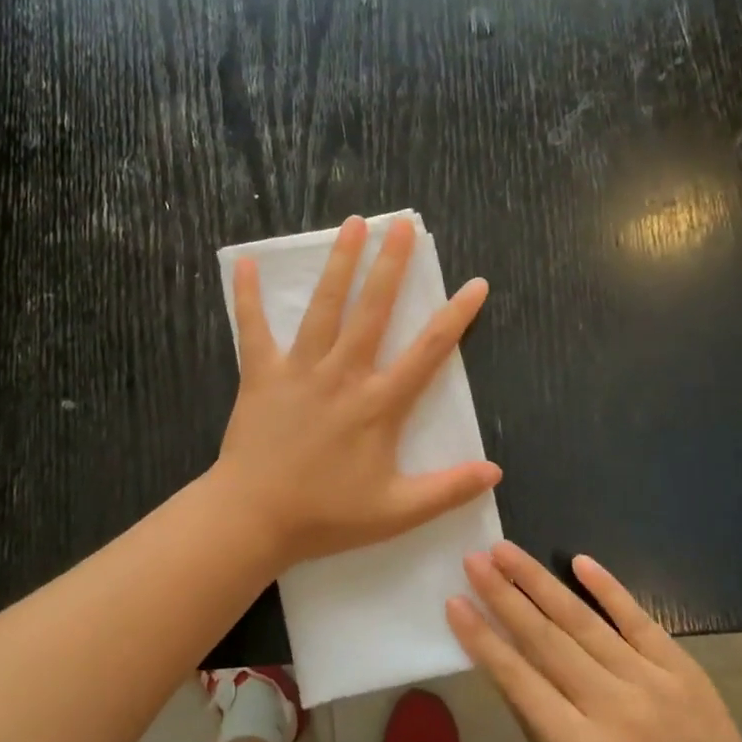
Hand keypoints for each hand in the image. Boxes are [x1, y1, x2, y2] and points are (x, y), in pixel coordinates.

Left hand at [215, 216, 501, 569]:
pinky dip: (247, 297)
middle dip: (391, 264)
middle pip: (373, 309)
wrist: (253, 518)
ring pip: (324, 307)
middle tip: (402, 225)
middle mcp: (342, 374)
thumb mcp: (396, 512)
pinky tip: (245, 264)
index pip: (429, 350)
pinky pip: (252, 328)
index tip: (477, 283)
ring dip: (339, 263)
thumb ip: (448, 489)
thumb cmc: (326, 515)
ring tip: (352, 224)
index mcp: (378, 403)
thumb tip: (496, 471)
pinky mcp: (261, 374)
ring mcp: (299, 369)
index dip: (456, 315)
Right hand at [447, 543, 741, 741]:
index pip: (518, 681)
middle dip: (503, 596)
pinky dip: (607, 588)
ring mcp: (650, 682)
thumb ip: (544, 729)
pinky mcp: (682, 668)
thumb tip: (512, 670)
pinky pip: (638, 619)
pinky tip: (579, 560)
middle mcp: (611, 708)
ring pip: (582, 621)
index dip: (482, 639)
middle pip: (545, 640)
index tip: (454, 602)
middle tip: (473, 560)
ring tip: (506, 551)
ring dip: (539, 582)